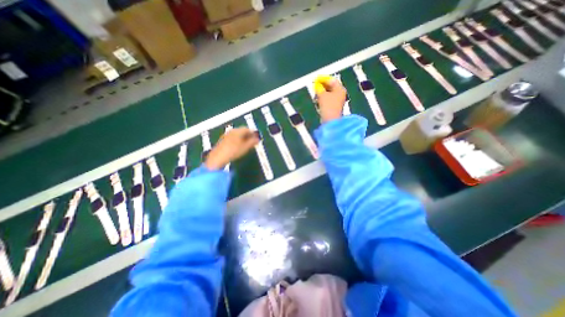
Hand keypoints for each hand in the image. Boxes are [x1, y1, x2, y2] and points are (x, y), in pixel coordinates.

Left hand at [204, 127, 258, 170]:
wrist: (218, 157)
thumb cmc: (234, 151)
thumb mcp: (246, 147)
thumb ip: (253, 142)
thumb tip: (257, 139)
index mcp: (238, 131)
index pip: (248, 129)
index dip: (253, 133)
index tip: (257, 139)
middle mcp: (232, 131)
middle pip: (242, 130)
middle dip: (248, 135)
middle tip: (252, 142)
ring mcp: (226, 135)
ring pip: (237, 134)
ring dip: (243, 138)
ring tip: (246, 145)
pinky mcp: (223, 140)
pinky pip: (232, 137)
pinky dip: (237, 140)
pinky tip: (238, 147)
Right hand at [313, 76, 349, 121]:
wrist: (330, 120)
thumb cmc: (328, 106)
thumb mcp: (322, 95)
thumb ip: (319, 88)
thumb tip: (317, 84)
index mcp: (340, 89)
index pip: (331, 80)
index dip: (323, 79)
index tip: (315, 80)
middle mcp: (340, 93)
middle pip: (330, 87)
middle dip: (322, 86)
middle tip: (315, 87)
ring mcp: (337, 101)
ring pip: (328, 93)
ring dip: (321, 93)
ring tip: (315, 94)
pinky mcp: (333, 107)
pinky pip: (328, 99)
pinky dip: (322, 99)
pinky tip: (317, 100)